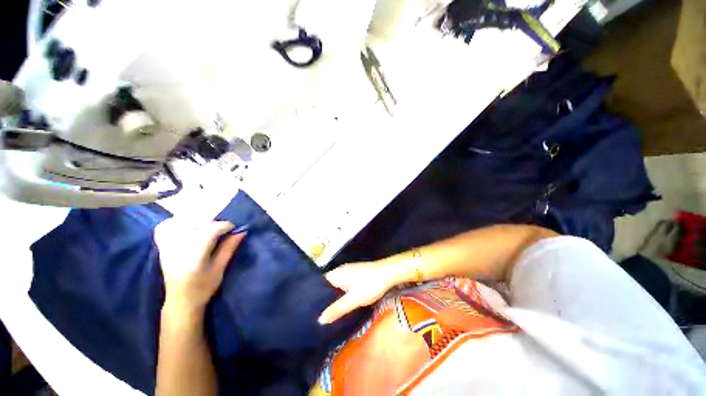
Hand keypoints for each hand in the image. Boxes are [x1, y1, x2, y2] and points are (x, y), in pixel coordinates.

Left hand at [155, 219, 244, 311]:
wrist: (180, 301)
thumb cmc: (203, 287)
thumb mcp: (220, 269)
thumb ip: (229, 248)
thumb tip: (241, 232)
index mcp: (194, 256)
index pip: (209, 231)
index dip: (224, 226)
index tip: (233, 228)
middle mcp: (179, 248)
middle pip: (197, 224)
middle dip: (213, 224)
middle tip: (222, 231)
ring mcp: (167, 247)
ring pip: (181, 223)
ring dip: (197, 222)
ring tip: (206, 229)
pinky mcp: (162, 248)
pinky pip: (164, 228)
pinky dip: (176, 223)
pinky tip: (187, 228)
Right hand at [318, 261, 400, 323]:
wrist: (389, 272)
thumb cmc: (369, 285)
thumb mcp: (353, 300)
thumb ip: (337, 309)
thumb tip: (319, 320)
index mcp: (336, 273)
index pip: (319, 283)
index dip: (314, 296)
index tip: (309, 309)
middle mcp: (340, 270)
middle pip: (328, 285)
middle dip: (324, 298)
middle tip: (317, 315)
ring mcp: (349, 271)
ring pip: (337, 285)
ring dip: (334, 296)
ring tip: (328, 312)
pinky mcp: (357, 273)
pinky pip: (345, 284)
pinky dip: (342, 293)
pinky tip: (344, 303)